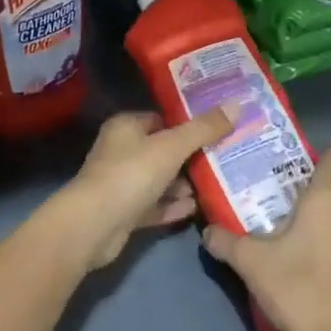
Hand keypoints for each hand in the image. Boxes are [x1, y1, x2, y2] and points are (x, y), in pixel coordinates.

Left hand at [43, 108, 236, 269]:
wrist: (93, 226)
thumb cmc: (131, 174)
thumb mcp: (171, 147)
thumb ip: (204, 128)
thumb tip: (237, 104)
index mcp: (126, 127)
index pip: (161, 119)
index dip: (188, 123)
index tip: (218, 129)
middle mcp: (120, 151)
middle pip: (162, 150)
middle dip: (190, 157)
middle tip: (223, 159)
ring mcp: (121, 183)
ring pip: (159, 179)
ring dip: (182, 184)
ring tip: (214, 185)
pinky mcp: (123, 212)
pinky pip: (154, 205)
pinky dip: (172, 206)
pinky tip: (195, 208)